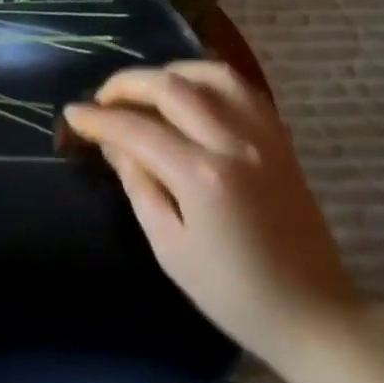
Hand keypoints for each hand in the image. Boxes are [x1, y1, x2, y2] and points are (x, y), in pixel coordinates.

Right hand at [62, 61, 362, 371]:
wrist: (311, 310)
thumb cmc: (231, 291)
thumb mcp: (169, 247)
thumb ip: (140, 186)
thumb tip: (114, 145)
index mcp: (202, 176)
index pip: (136, 130)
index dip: (98, 119)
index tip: (73, 114)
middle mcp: (234, 142)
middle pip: (172, 87)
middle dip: (127, 84)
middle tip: (102, 98)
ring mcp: (264, 136)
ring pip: (212, 74)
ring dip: (170, 72)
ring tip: (146, 89)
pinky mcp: (281, 140)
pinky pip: (242, 89)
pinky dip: (209, 80)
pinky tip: (190, 93)